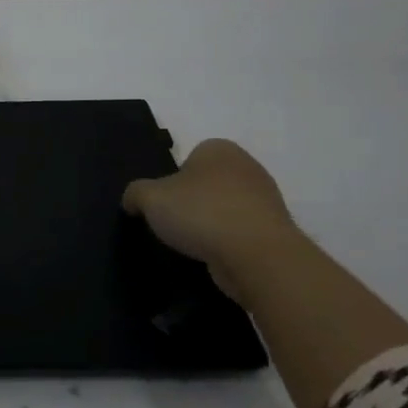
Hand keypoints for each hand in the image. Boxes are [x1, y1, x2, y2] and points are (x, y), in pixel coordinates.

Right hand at [122, 139, 303, 305]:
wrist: (258, 257)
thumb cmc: (202, 213)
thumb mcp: (150, 198)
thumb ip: (135, 193)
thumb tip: (132, 201)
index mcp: (219, 149)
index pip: (189, 158)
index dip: (173, 180)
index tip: (165, 204)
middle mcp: (247, 167)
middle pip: (209, 184)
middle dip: (194, 202)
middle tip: (176, 224)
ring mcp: (267, 200)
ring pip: (227, 209)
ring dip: (212, 225)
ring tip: (195, 246)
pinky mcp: (276, 232)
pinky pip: (242, 234)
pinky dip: (229, 245)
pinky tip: (217, 258)